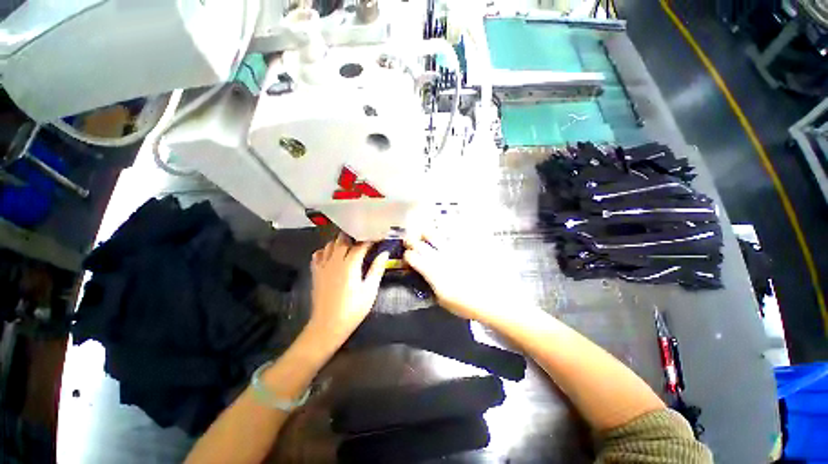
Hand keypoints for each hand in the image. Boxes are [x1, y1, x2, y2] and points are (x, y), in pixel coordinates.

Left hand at [308, 234, 389, 344]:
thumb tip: (385, 253)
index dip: (370, 239)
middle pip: (343, 238)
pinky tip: (333, 255)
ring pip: (330, 244)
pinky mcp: (315, 272)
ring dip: (341, 241)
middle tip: (365, 239)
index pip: (361, 244)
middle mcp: (335, 260)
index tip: (378, 237)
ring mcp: (323, 265)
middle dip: (355, 235)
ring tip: (351, 245)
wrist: (327, 325)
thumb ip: (377, 269)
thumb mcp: (370, 290)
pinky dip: (326, 250)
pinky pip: (318, 254)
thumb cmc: (353, 309)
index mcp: (350, 264)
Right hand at [404, 233, 504, 324]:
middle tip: (410, 242)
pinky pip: (451, 236)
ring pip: (434, 234)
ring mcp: (452, 249)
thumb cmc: (466, 303)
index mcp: (432, 271)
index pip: (412, 257)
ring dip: (425, 234)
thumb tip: (426, 277)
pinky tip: (444, 238)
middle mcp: (439, 256)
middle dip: (411, 241)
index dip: (407, 256)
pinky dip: (444, 236)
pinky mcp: (464, 246)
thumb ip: (431, 285)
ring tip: (424, 235)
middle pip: (419, 243)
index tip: (407, 258)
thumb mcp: (442, 300)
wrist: (492, 297)